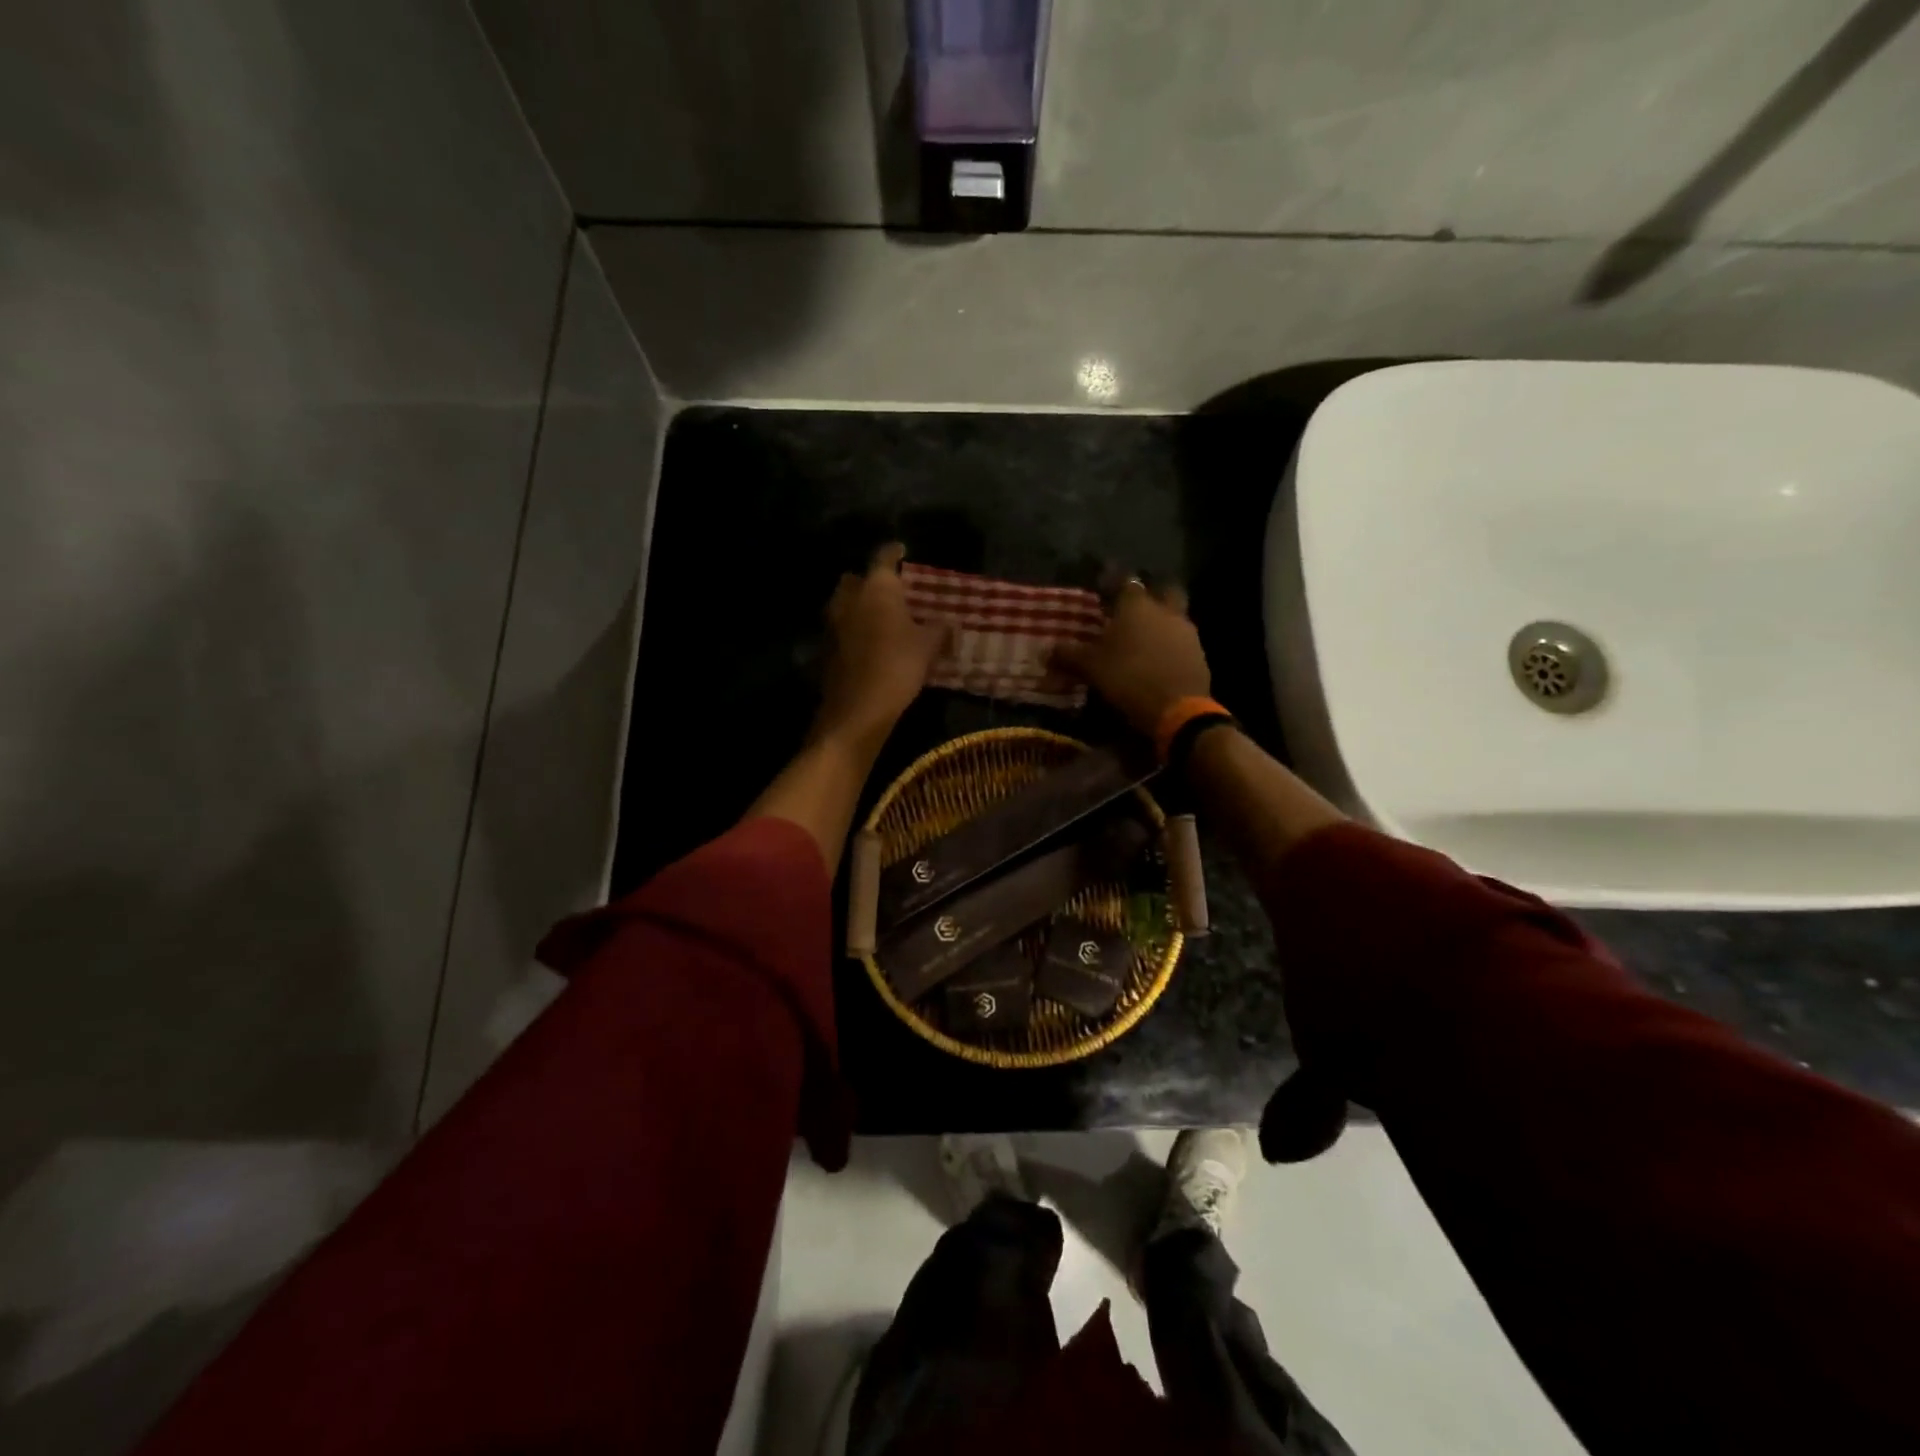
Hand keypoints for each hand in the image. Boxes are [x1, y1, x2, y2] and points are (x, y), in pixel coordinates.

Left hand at [815, 543, 946, 749]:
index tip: (902, 550)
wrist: (858, 707)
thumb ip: (939, 628)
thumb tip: (948, 621)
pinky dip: (853, 630)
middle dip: (870, 581)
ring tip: (881, 618)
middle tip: (890, 591)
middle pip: (857, 579)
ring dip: (860, 607)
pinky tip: (869, 643)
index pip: (884, 557)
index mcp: (876, 587)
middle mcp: (849, 597)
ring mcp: (833, 622)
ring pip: (846, 604)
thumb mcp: (929, 646)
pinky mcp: (826, 647)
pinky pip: (842, 629)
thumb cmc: (898, 665)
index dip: (894, 552)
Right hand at [1052, 578, 1211, 737]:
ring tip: (1143, 639)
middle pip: (1163, 590)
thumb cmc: (1128, 677)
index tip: (1103, 588)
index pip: (1124, 581)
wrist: (1177, 709)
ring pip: (1174, 616)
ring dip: (1161, 622)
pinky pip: (1182, 641)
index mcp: (1137, 605)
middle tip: (1133, 609)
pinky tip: (1158, 660)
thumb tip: (1048, 650)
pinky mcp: (1199, 654)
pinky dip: (1170, 646)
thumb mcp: (1091, 667)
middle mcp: (1165, 610)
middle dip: (1150, 595)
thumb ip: (1069, 655)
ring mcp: (1186, 631)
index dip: (1113, 582)